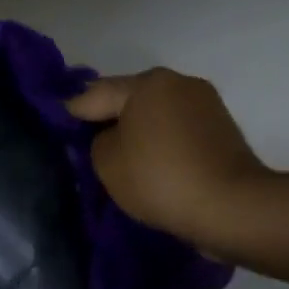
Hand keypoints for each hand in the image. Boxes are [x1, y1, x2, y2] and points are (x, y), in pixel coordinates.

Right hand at [67, 67, 266, 253]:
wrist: (230, 206)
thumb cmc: (159, 179)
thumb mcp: (107, 162)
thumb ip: (97, 141)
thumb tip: (111, 136)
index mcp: (147, 83)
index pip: (96, 94)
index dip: (73, 112)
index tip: (58, 124)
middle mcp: (178, 82)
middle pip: (130, 99)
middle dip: (109, 118)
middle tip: (88, 143)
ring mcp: (206, 104)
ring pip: (157, 114)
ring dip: (138, 131)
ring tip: (122, 157)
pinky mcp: (222, 129)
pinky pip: (178, 131)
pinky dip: (161, 142)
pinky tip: (152, 163)